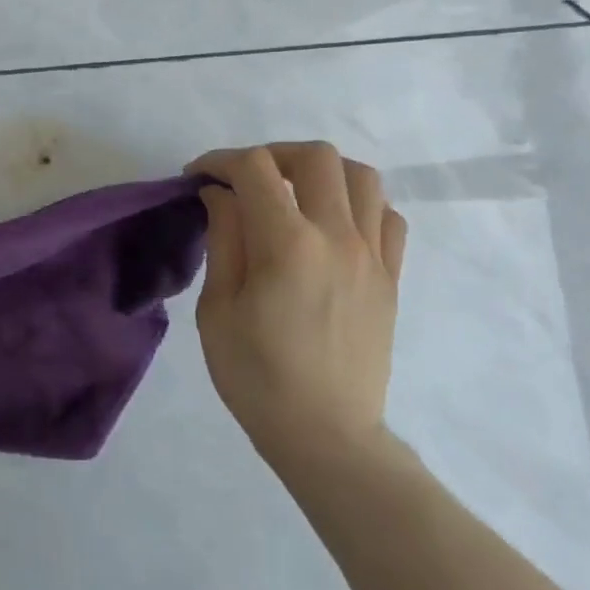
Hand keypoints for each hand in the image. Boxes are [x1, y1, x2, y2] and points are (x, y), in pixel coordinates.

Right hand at [186, 142, 407, 461]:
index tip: (197, 177)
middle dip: (271, 154)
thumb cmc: (256, 376)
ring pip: (362, 177)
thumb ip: (224, 239)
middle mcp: (338, 237)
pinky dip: (359, 204)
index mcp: (288, 245)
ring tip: (292, 194)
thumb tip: (221, 194)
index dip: (219, 161)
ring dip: (321, 172)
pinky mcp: (392, 278)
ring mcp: (373, 256)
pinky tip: (332, 225)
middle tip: (244, 179)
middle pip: (316, 157)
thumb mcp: (218, 309)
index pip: (255, 169)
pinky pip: (388, 217)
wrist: (326, 434)